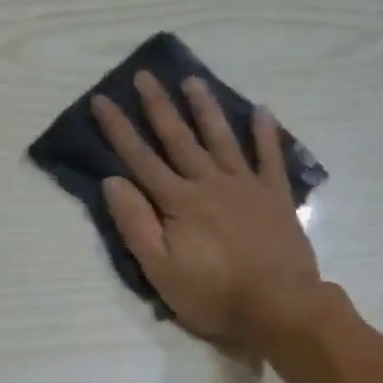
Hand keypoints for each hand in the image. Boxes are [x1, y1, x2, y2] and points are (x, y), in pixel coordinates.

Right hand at [93, 71, 322, 356]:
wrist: (280, 307)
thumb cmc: (213, 295)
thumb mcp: (160, 270)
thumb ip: (136, 224)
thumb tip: (113, 181)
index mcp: (178, 202)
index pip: (140, 159)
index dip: (119, 129)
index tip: (102, 99)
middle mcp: (209, 183)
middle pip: (178, 138)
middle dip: (158, 106)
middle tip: (145, 75)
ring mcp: (245, 186)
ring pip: (221, 138)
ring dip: (205, 108)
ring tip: (193, 80)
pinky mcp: (275, 196)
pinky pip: (270, 157)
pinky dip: (265, 133)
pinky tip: (261, 111)